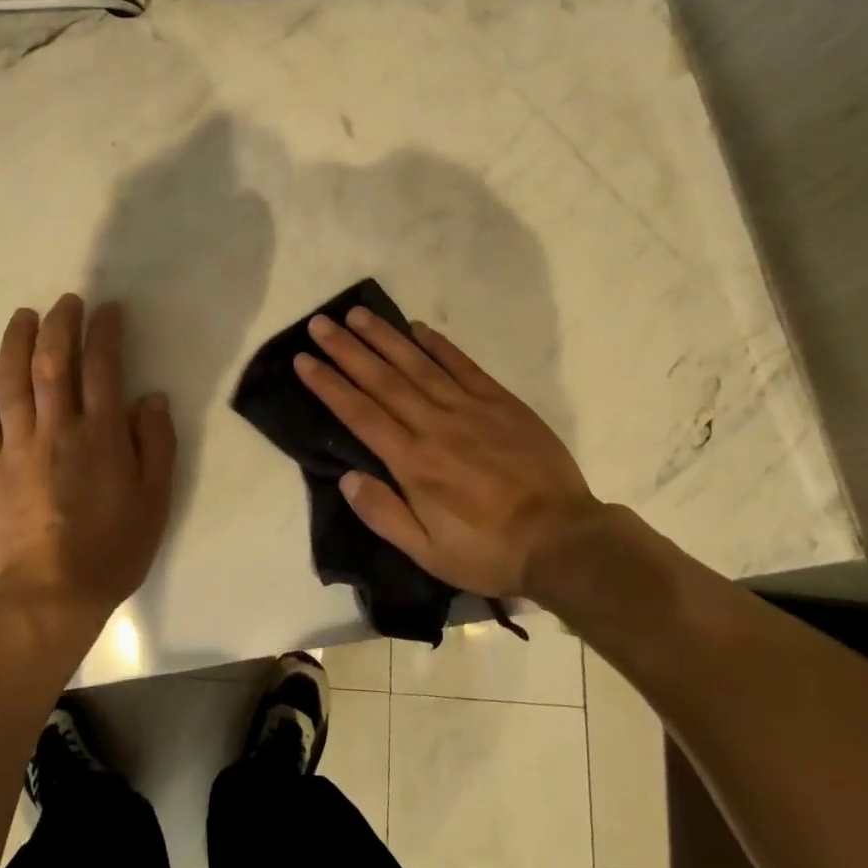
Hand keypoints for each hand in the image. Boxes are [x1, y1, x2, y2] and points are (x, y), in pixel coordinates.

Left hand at [0, 295, 175, 614]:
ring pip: (13, 380)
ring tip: (24, 316)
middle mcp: (57, 429)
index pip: (103, 367)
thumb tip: (151, 396)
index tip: (107, 310)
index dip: (105, 332)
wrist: (48, 597)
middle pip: (54, 363)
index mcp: (101, 435)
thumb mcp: (155, 499)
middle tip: (66, 301)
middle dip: (60, 324)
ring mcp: (17, 446)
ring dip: (17, 342)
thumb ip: (156, 443)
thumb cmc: (111, 548)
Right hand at [294, 308, 599, 599]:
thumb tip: (346, 478)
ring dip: (384, 337)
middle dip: (347, 349)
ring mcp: (468, 408)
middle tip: (320, 323)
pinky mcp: (499, 402)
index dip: (329, 384)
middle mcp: (434, 425)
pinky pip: (462, 365)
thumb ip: (384, 514)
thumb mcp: (429, 553)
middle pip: (381, 379)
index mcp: (412, 462)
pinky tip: (418, 329)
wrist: (563, 540)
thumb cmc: (489, 550)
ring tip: (357, 314)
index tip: (304, 360)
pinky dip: (438, 345)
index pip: (360, 413)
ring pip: (417, 364)